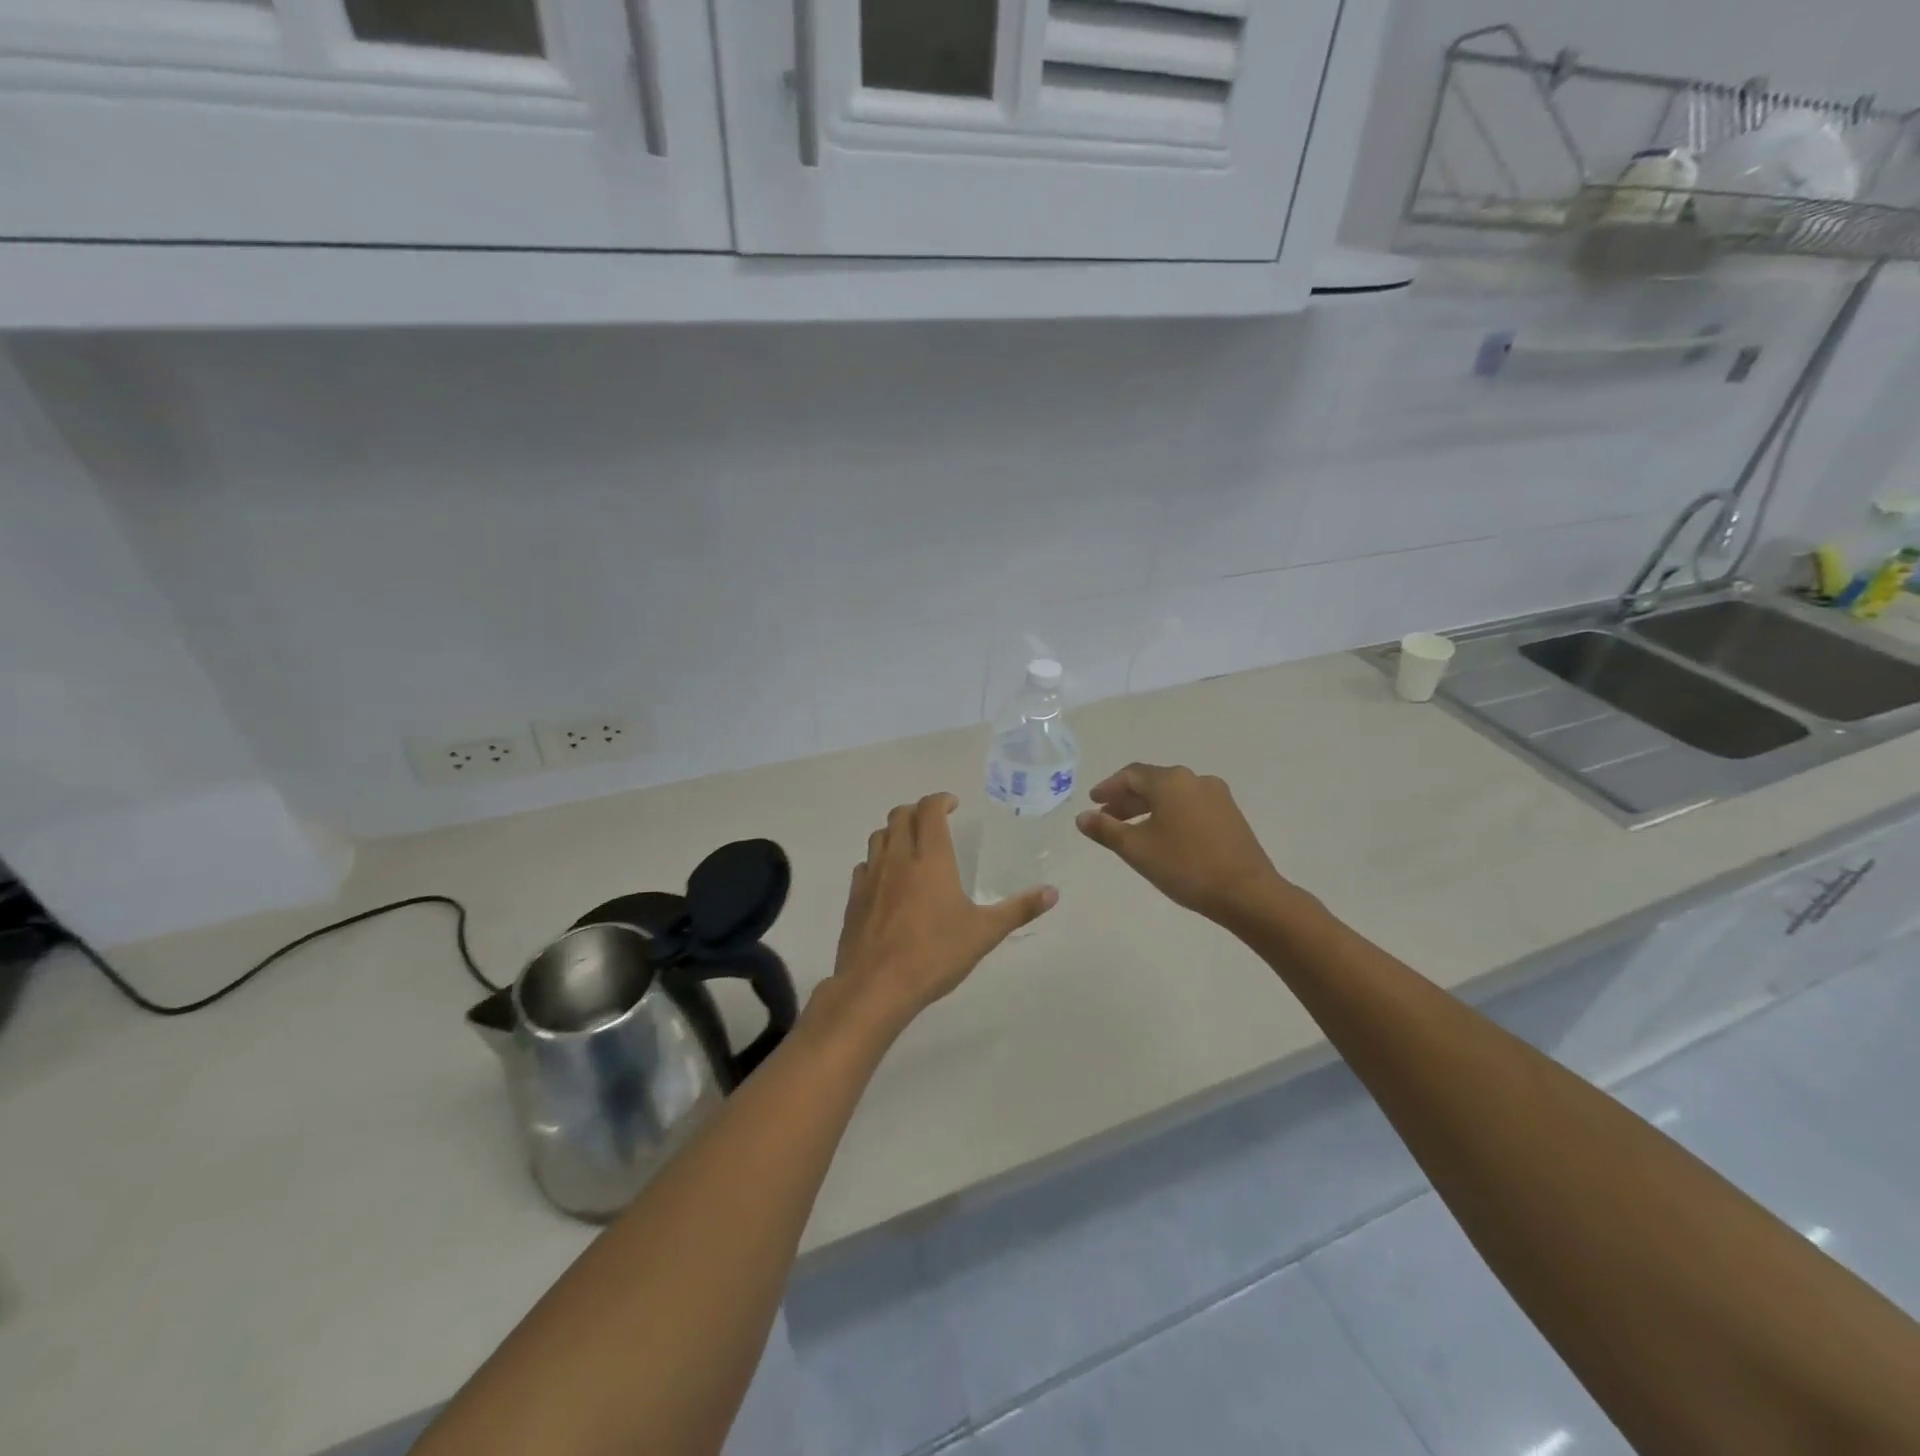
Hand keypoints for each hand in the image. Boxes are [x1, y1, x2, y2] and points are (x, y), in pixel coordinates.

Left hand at [828, 793, 1056, 1037]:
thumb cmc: (934, 954)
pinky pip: (865, 865)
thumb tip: (1053, 892)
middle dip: (917, 810)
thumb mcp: (985, 933)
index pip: (929, 810)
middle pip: (900, 815)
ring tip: (911, 843)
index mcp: (930, 858)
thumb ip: (1019, 909)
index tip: (953, 805)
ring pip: (879, 836)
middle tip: (934, 820)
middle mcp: (898, 858)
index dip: (940, 800)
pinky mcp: (854, 898)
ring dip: (895, 831)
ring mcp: (871, 877)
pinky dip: (878, 860)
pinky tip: (888, 879)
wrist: (876, 986)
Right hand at [1075, 764, 1284, 925]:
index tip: (1093, 802)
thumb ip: (1106, 830)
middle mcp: (1194, 779)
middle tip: (1107, 818)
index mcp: (1170, 781)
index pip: (1131, 775)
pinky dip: (1170, 815)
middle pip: (1152, 783)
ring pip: (1173, 795)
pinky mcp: (1230, 815)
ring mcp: (1217, 796)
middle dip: (1127, 800)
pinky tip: (1163, 837)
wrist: (1247, 892)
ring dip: (1148, 809)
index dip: (1108, 787)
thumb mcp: (1137, 849)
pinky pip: (1190, 806)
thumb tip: (1082, 817)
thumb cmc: (1185, 866)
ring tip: (1131, 831)